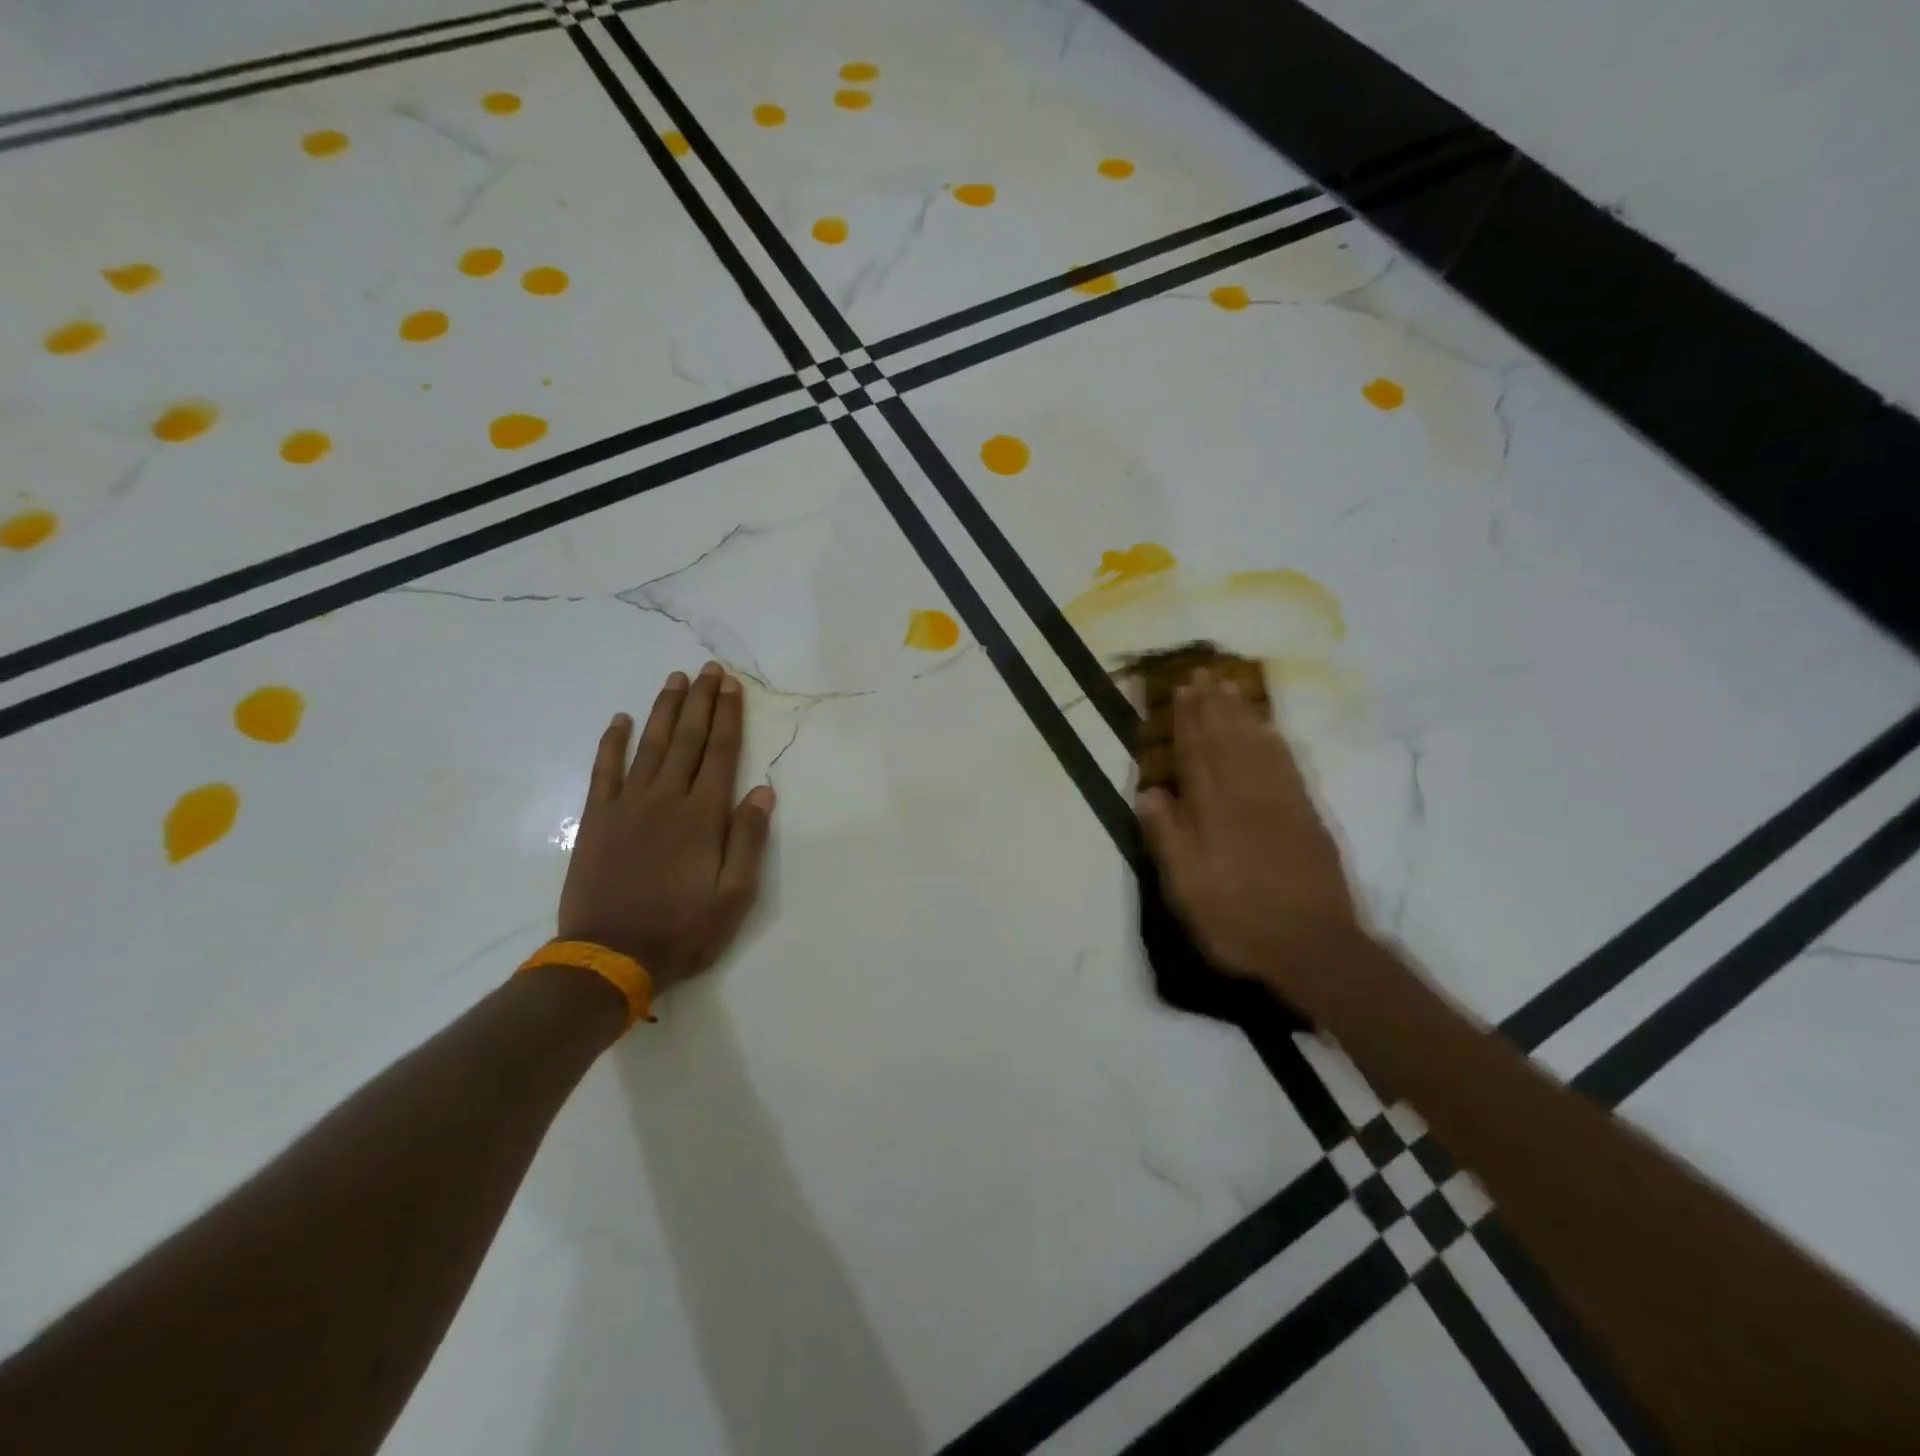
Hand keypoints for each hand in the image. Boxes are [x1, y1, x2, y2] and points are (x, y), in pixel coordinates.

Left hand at [557, 663, 775, 993]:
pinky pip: (605, 771)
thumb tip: (763, 790)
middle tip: (708, 669)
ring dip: (664, 711)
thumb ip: (747, 839)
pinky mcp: (598, 820)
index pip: (721, 754)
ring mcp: (628, 806)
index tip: (732, 686)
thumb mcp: (734, 895)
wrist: (610, 957)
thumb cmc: (682, 929)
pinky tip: (620, 720)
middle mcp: (666, 799)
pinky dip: (612, 743)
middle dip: (701, 702)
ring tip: (675, 680)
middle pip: (689, 740)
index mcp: (702, 816)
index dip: (728, 717)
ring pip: (651, 746)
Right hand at [1137, 670, 1364, 1000]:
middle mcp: (1246, 797)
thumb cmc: (1238, 921)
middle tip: (1203, 673)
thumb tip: (1149, 792)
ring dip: (1241, 714)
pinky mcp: (1307, 814)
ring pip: (1257, 745)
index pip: (1196, 756)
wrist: (1313, 946)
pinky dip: (1274, 740)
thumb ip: (1168, 839)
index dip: (1188, 722)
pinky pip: (1287, 764)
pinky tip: (1267, 727)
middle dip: (1212, 706)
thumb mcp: (1187, 890)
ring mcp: (1281, 802)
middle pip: (1226, 741)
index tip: (1181, 691)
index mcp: (1213, 814)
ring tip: (1229, 686)